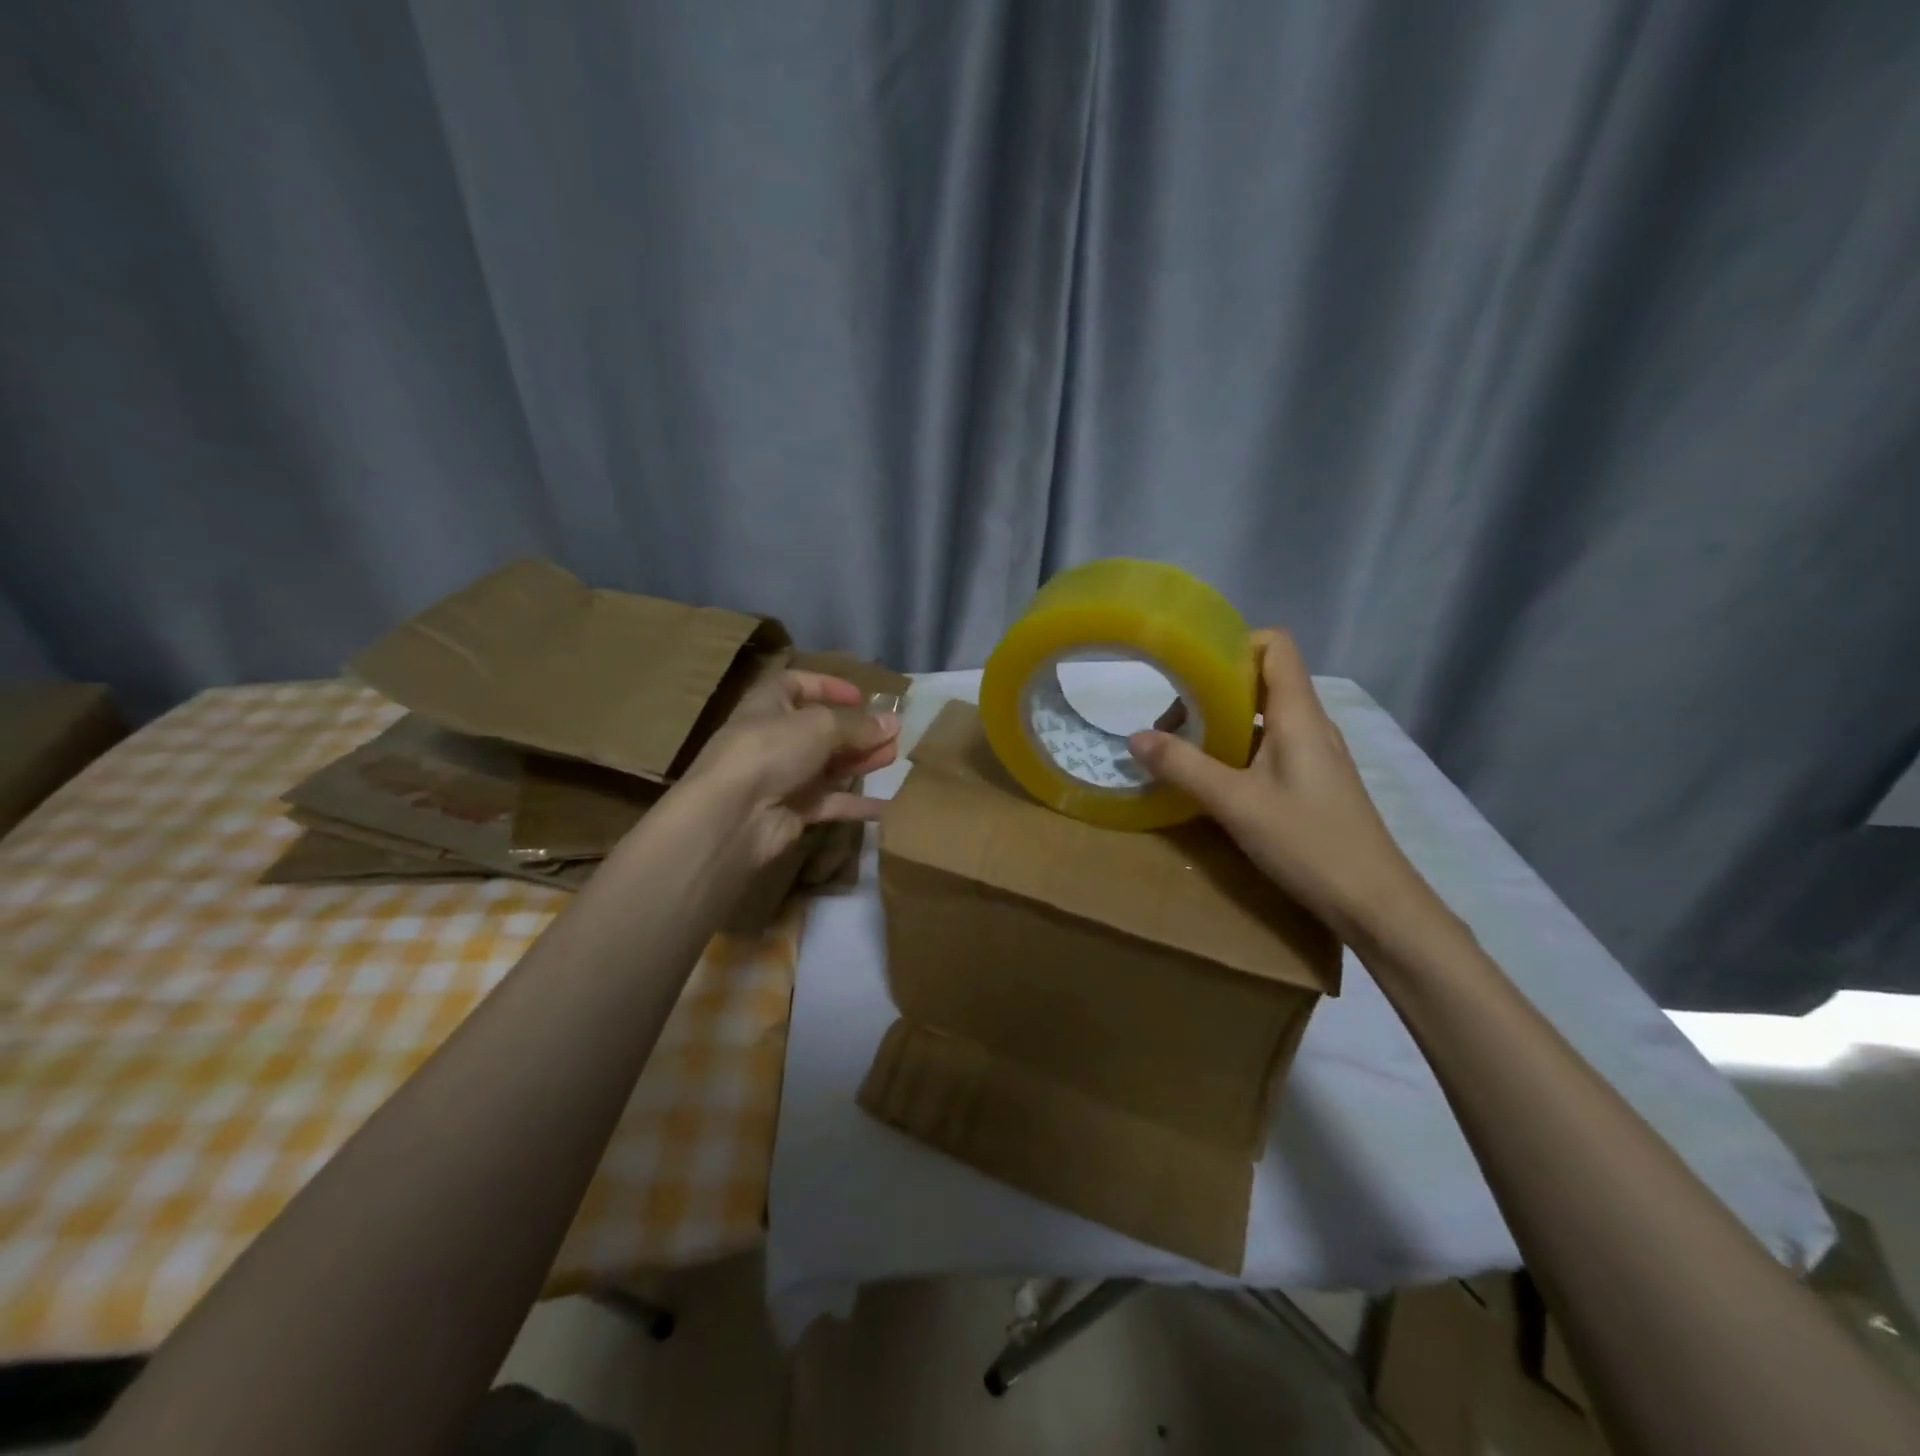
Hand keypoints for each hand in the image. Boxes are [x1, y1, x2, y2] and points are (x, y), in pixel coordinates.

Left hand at [681, 668, 900, 869]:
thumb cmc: (771, 751)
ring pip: (829, 765)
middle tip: (893, 733)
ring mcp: (783, 776)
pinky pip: (830, 802)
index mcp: (769, 703)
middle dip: (857, 730)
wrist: (733, 816)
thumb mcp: (820, 726)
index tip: (862, 696)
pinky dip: (855, 803)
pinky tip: (886, 805)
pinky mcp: (792, 810)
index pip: (798, 684)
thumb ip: (859, 725)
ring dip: (860, 760)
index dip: (829, 687)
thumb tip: (893, 722)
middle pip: (821, 729)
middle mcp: (774, 737)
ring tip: (894, 757)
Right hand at [1127, 629, 1437, 943]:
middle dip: (1212, 691)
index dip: (1233, 644)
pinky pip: (1270, 747)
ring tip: (1183, 753)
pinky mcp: (1313, 783)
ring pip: (1264, 717)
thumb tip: (1134, 737)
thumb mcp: (1234, 803)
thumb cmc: (1308, 842)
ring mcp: (1315, 755)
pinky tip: (1214, 782)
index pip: (1275, 645)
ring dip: (1222, 724)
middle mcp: (1311, 724)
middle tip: (1171, 725)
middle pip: (1262, 680)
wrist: (1374, 903)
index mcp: (1298, 714)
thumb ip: (1183, 767)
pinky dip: (1237, 750)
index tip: (1189, 669)